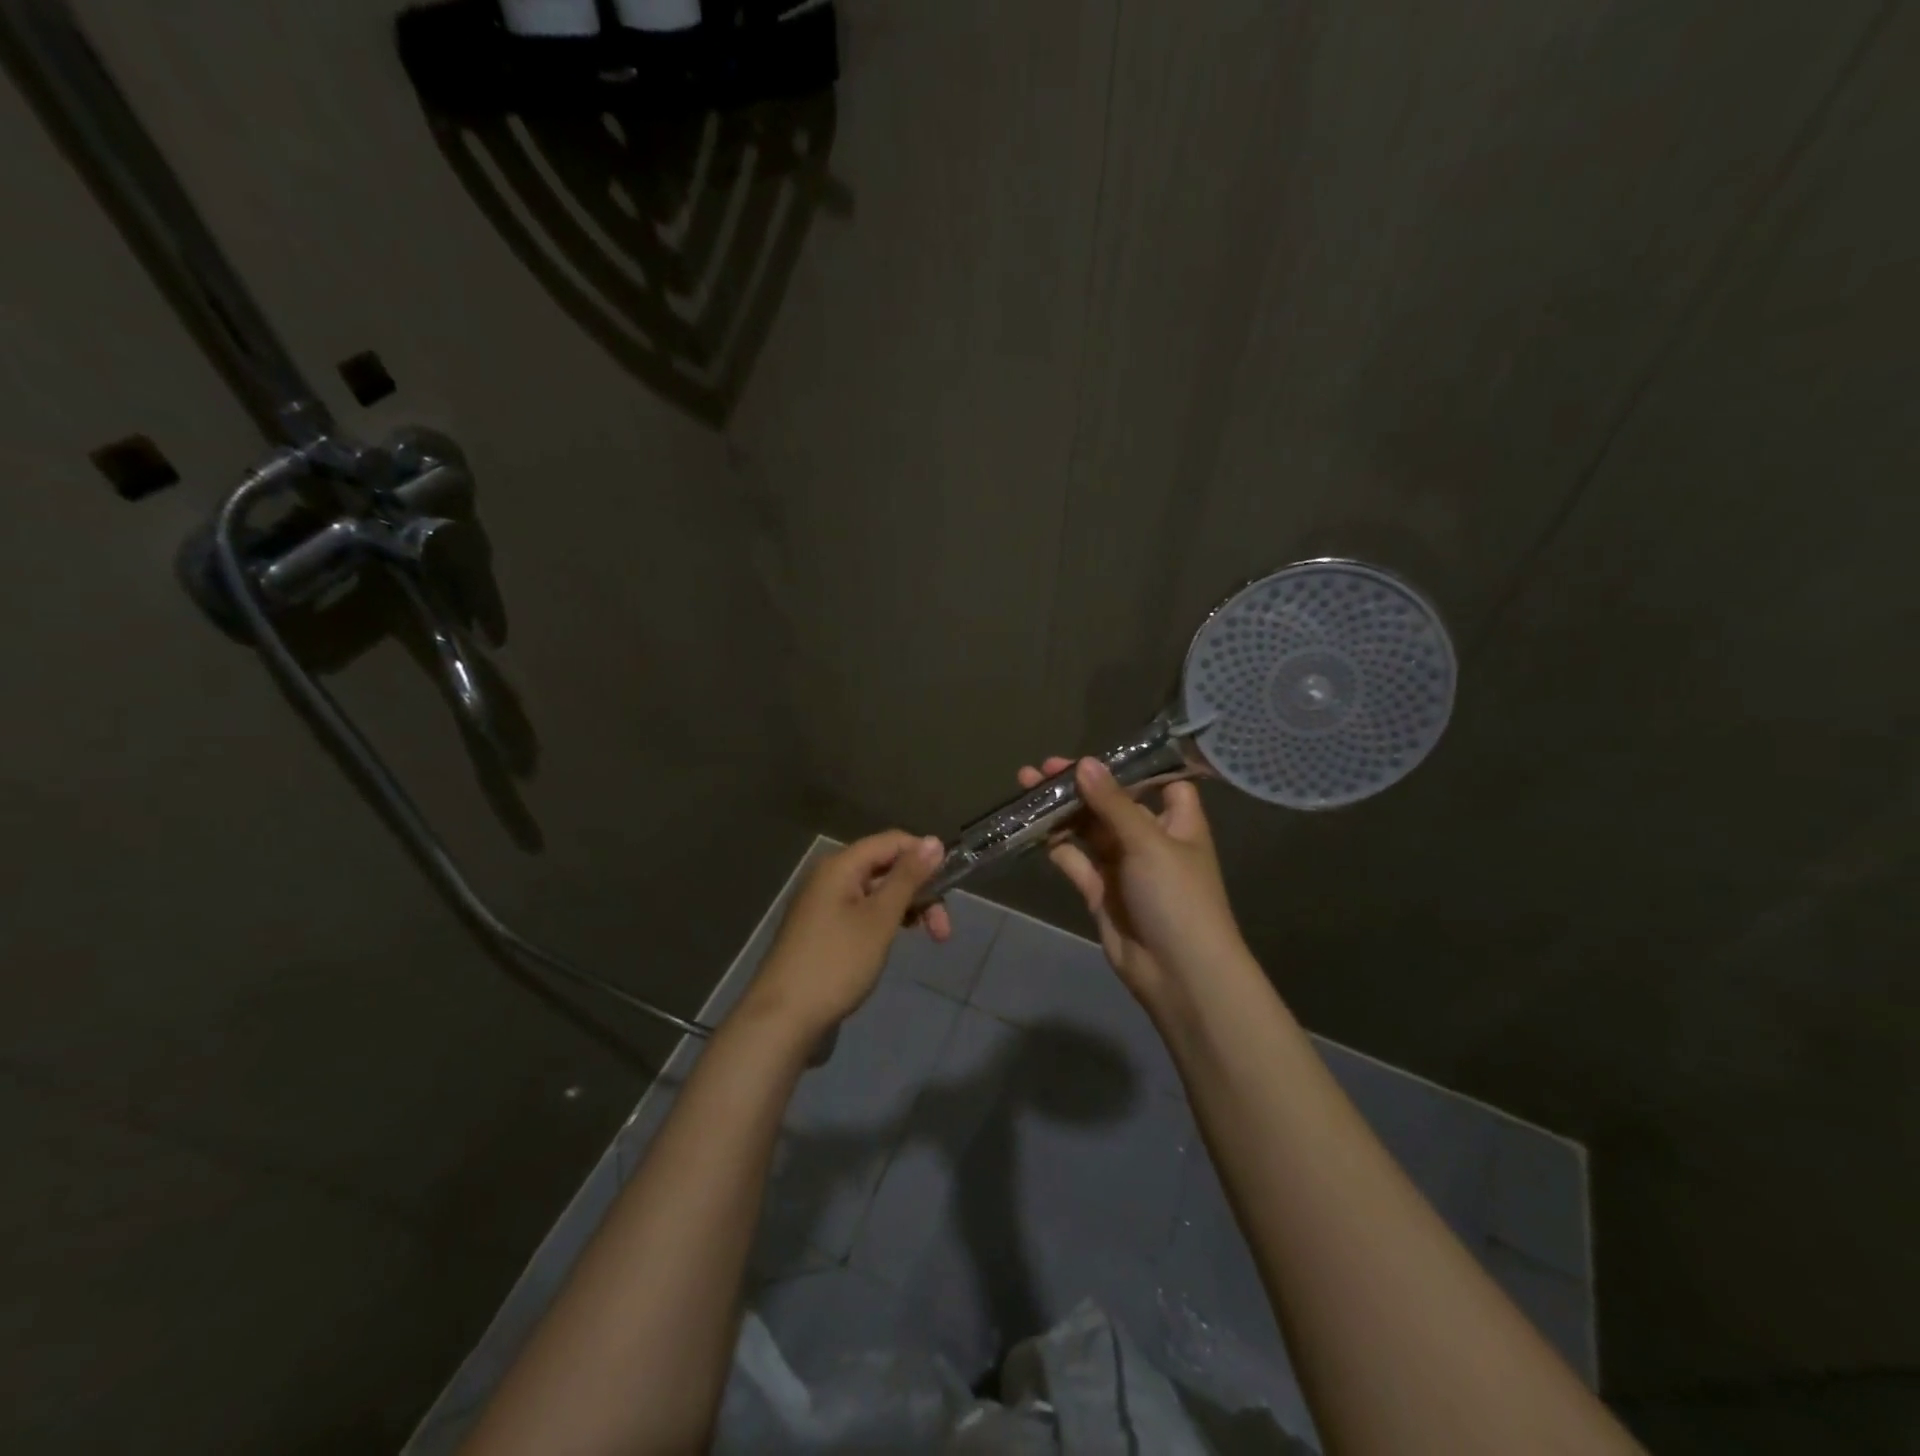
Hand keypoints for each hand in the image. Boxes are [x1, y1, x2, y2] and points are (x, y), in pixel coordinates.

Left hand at [740, 831, 948, 1039]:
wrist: (783, 1019)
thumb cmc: (836, 963)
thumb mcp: (880, 918)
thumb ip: (908, 878)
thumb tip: (934, 840)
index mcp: (841, 865)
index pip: (893, 841)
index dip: (925, 856)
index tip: (952, 886)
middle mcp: (830, 876)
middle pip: (886, 867)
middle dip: (920, 891)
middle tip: (943, 931)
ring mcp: (824, 904)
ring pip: (877, 892)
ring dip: (906, 909)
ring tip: (930, 938)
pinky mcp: (823, 930)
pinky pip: (862, 911)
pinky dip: (885, 921)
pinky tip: (896, 941)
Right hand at [1019, 756, 1248, 1010]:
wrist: (1179, 974)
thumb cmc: (1177, 897)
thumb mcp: (1148, 842)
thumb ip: (1113, 803)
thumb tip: (1084, 762)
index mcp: (1178, 822)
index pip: (1162, 783)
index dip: (1134, 768)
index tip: (1098, 752)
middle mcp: (1151, 840)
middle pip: (1113, 804)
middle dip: (1081, 786)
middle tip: (1042, 767)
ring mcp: (1124, 867)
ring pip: (1089, 831)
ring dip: (1062, 811)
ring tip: (1026, 787)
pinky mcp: (1101, 892)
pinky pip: (1075, 861)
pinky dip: (1056, 844)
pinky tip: (1031, 826)